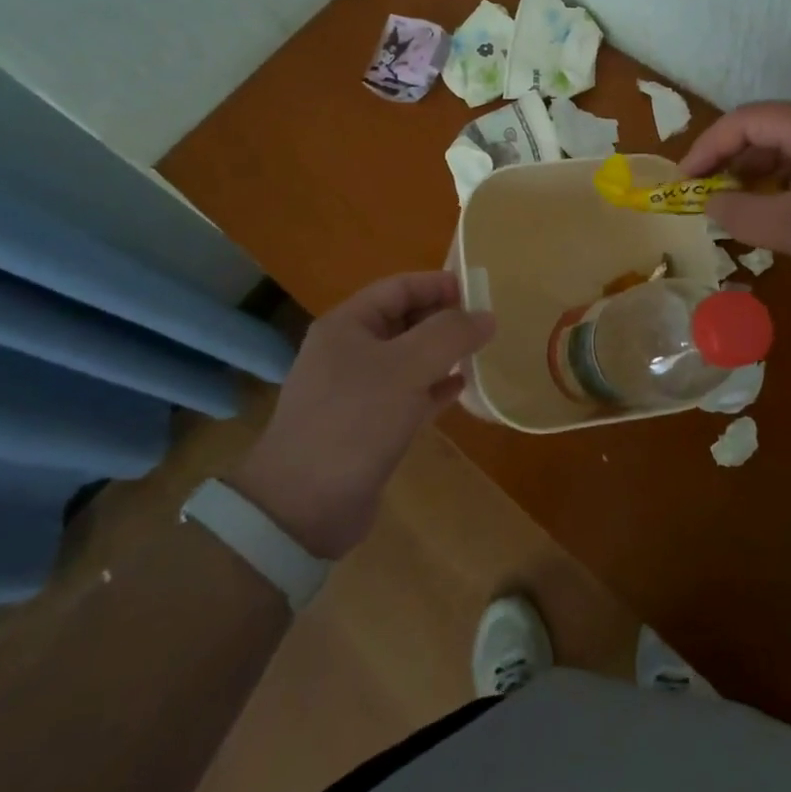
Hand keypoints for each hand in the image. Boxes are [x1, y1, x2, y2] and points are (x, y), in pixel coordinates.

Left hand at [230, 272, 494, 559]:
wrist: (304, 507)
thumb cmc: (355, 420)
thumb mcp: (408, 367)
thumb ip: (450, 335)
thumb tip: (486, 316)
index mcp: (347, 325)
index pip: (399, 288)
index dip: (439, 284)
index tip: (480, 293)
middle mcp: (348, 351)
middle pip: (404, 320)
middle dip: (444, 319)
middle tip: (486, 326)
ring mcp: (355, 390)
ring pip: (408, 359)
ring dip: (442, 354)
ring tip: (480, 353)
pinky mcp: (366, 426)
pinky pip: (407, 394)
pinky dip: (434, 388)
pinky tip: (461, 389)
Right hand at [681, 102, 790, 304]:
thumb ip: (740, 215)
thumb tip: (711, 205)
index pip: (744, 120)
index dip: (708, 147)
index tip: (685, 181)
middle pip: (766, 128)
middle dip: (730, 160)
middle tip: (706, 194)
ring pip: (790, 148)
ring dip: (757, 173)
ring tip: (737, 206)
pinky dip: (785, 183)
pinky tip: (779, 213)